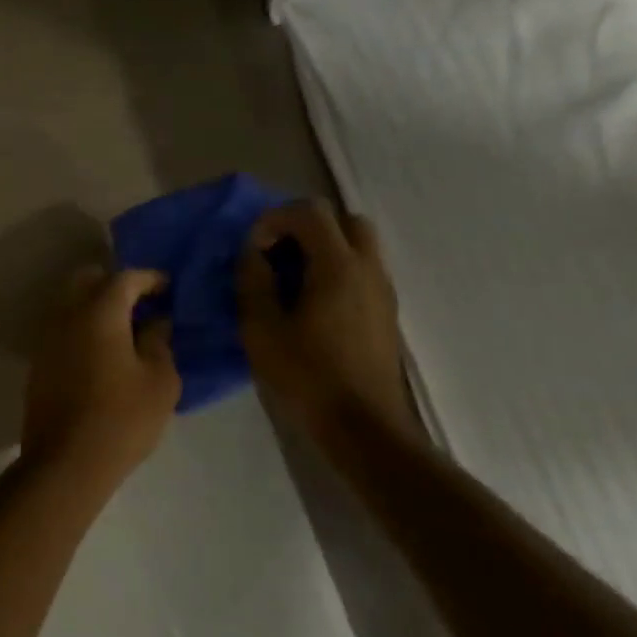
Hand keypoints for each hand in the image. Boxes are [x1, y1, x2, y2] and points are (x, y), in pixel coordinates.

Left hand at [20, 266, 180, 485]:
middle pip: (87, 280)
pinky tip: (103, 351)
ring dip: (95, 306)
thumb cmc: (122, 419)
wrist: (66, 461)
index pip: (124, 278)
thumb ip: (159, 342)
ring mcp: (47, 338)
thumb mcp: (159, 381)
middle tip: (142, 303)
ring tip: (125, 329)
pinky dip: (82, 327)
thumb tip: (155, 322)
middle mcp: (66, 316)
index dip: (149, 278)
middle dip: (114, 284)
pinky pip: (62, 328)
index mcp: (98, 313)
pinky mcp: (39, 362)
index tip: (167, 288)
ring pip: (70, 303)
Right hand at [237, 201, 414, 442]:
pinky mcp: (385, 311)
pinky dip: (334, 268)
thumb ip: (252, 281)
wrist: (363, 424)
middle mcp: (368, 268)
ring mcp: (382, 289)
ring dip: (321, 247)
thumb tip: (251, 253)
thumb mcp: (261, 328)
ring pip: (357, 243)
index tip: (252, 250)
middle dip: (304, 226)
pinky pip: (361, 269)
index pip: (309, 212)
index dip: (273, 220)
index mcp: (338, 266)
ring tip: (289, 279)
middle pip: (343, 219)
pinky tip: (310, 303)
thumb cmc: (307, 374)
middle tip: (276, 254)